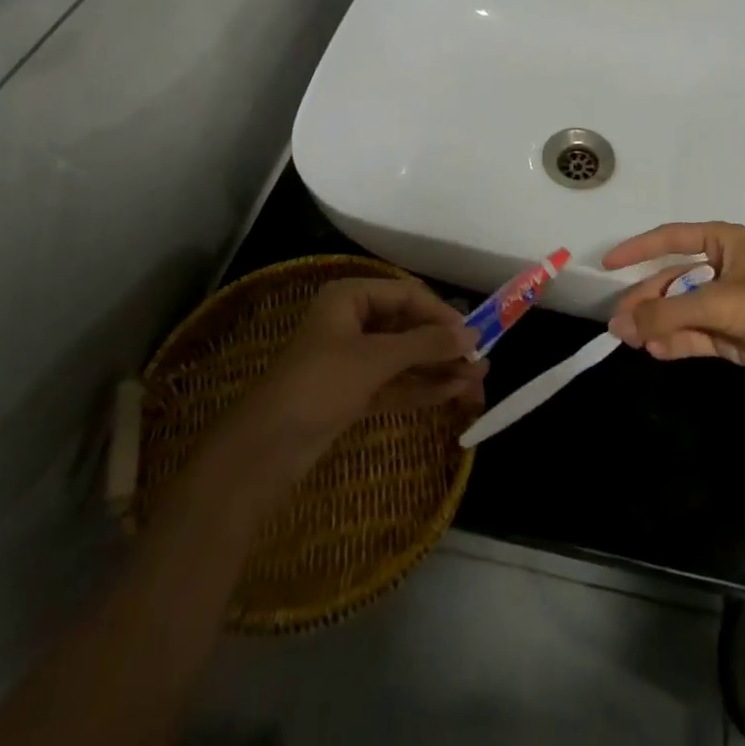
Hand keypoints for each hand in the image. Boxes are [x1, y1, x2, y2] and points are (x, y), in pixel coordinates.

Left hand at [251, 277, 486, 442]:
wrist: (264, 450)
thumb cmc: (319, 385)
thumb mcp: (376, 359)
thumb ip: (426, 345)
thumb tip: (472, 335)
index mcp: (350, 297)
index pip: (408, 295)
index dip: (441, 315)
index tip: (473, 336)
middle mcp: (353, 321)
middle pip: (409, 327)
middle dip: (444, 348)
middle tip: (480, 365)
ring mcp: (352, 359)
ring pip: (405, 358)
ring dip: (438, 370)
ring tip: (476, 385)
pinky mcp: (352, 392)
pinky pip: (394, 382)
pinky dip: (421, 387)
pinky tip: (451, 395)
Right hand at [605, 222, 744, 387]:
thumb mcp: (718, 304)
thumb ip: (668, 313)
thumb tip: (620, 324)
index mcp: (722, 242)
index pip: (670, 238)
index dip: (638, 249)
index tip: (608, 263)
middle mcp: (719, 267)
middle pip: (671, 279)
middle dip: (646, 300)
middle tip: (618, 322)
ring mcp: (723, 301)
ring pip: (678, 308)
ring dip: (655, 324)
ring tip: (629, 340)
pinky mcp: (727, 332)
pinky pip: (691, 332)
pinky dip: (673, 341)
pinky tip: (654, 350)